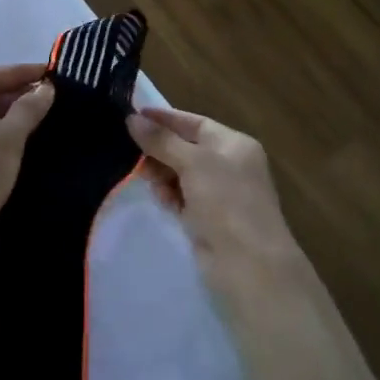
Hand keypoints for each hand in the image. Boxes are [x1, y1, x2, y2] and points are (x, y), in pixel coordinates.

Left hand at [0, 63, 55, 263]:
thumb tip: (46, 88)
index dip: (16, 72)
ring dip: (10, 114)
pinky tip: (25, 141)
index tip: (47, 72)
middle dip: (14, 93)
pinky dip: (2, 135)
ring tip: (42, 113)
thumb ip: (27, 109)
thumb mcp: (7, 139)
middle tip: (48, 93)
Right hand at [127, 107, 305, 305]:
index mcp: (234, 144)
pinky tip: (162, 201)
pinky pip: (181, 197)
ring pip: (180, 173)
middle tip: (130, 152)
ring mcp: (219, 193)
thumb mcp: (193, 163)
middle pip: (185, 148)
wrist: (249, 264)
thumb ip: (161, 140)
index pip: (194, 122)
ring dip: (162, 174)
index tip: (132, 115)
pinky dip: (170, 196)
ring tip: (146, 179)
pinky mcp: (208, 218)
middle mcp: (229, 165)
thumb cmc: (226, 202)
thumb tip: (132, 119)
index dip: (164, 119)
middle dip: (159, 150)